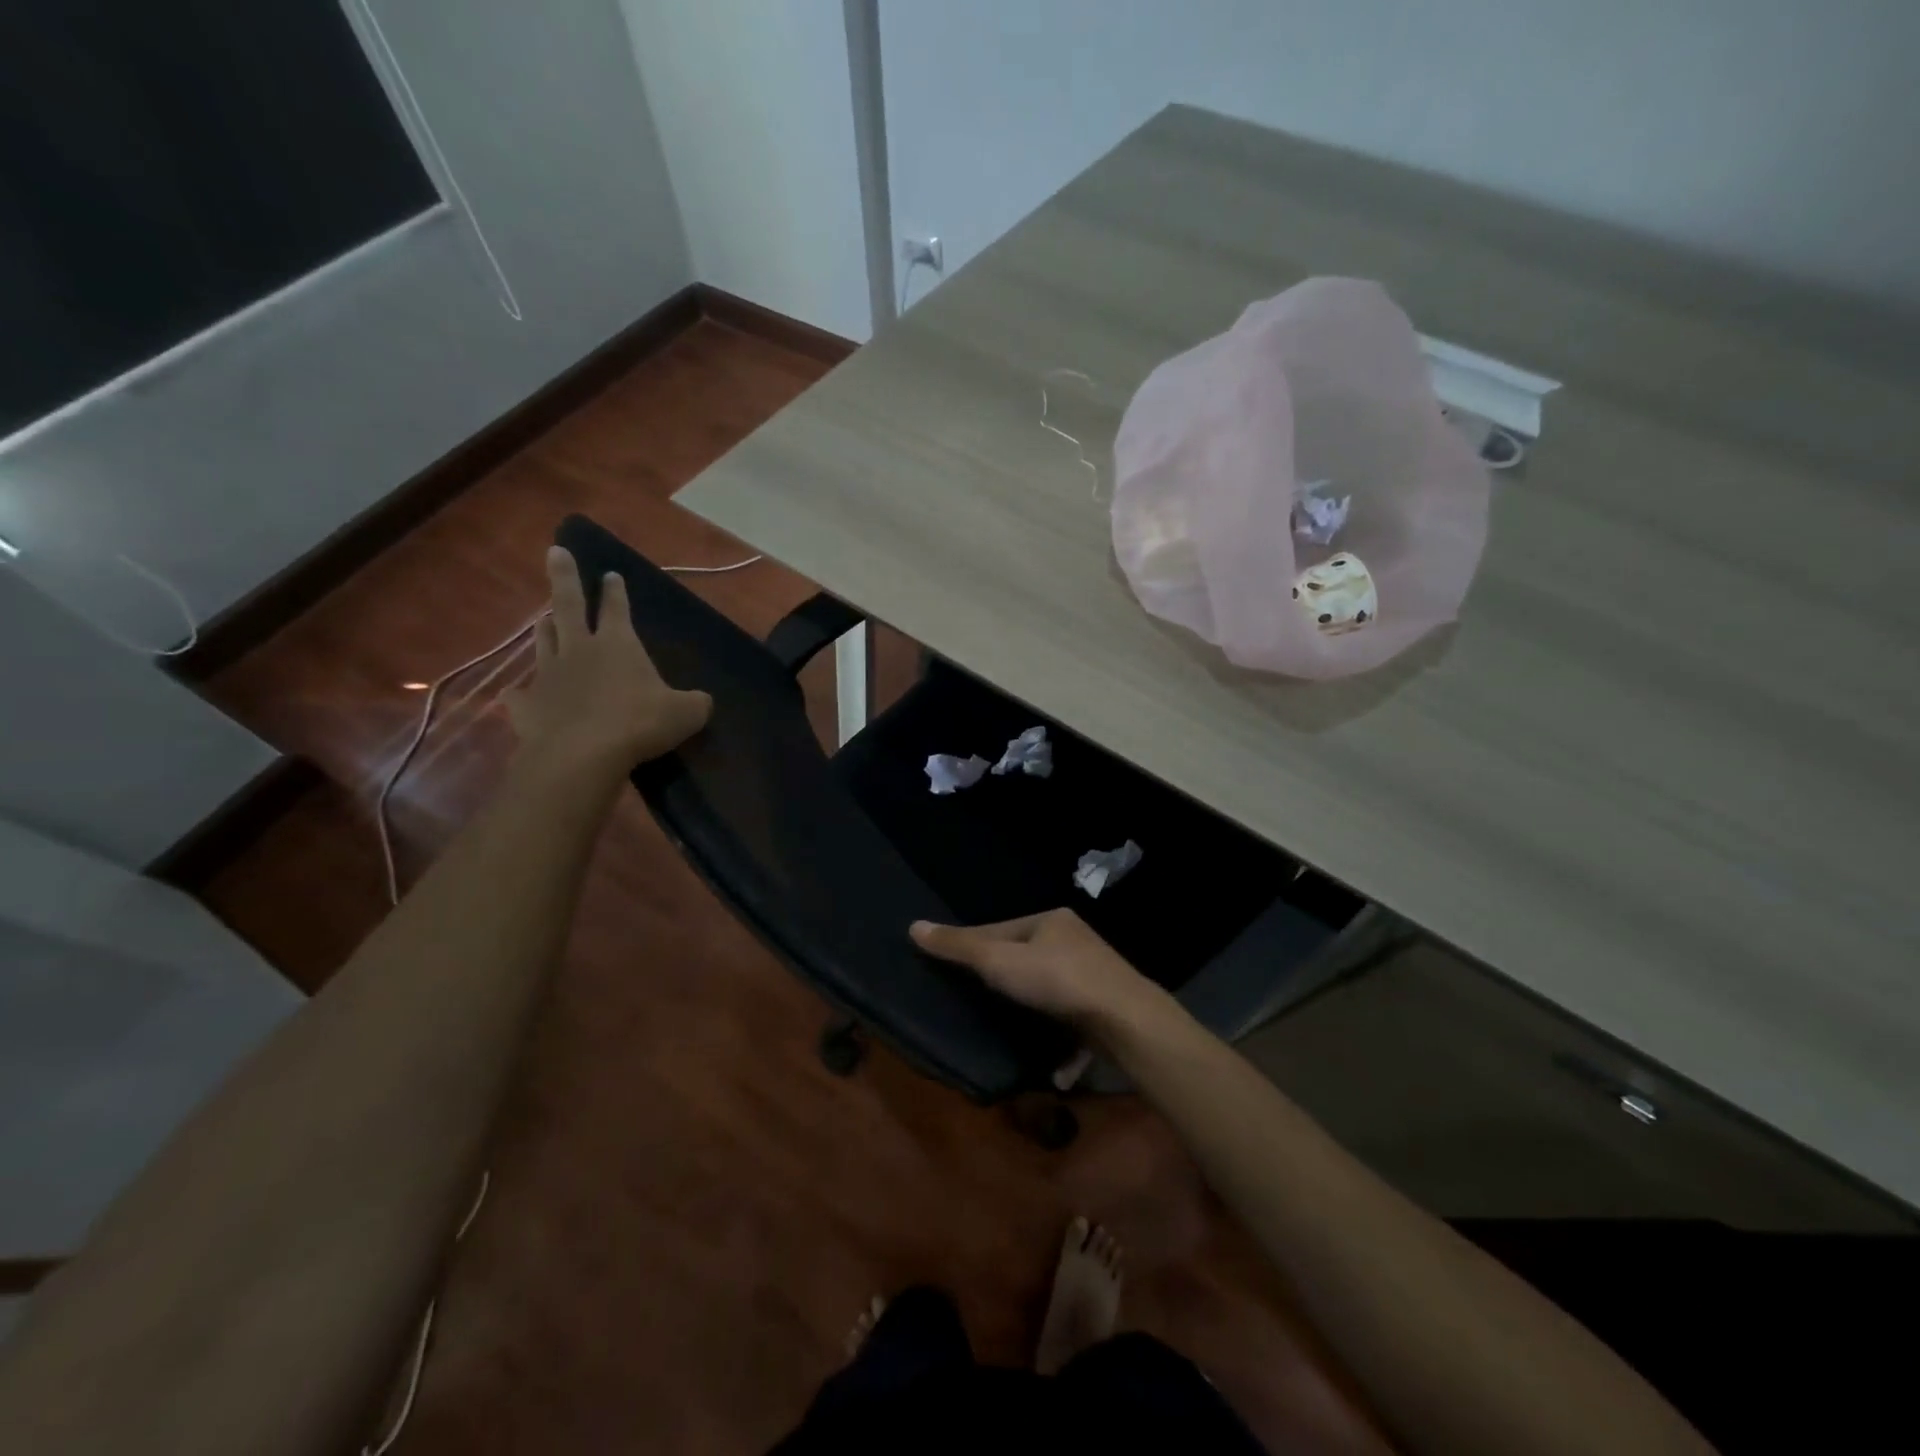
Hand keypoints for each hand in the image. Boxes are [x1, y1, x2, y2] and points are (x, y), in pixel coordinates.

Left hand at [506, 547, 711, 772]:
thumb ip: (695, 703)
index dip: (615, 591)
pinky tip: (518, 695)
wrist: (582, 755)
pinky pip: (520, 695)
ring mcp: (549, 676)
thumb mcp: (686, 713)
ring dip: (546, 628)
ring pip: (544, 642)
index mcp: (618, 644)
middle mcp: (579, 650)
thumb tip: (701, 701)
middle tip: (555, 552)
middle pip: (567, 605)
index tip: (610, 574)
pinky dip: (521, 693)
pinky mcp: (527, 706)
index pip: (616, 608)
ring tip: (545, 619)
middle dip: (563, 576)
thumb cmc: (639, 724)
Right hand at [909, 909, 1172, 1035]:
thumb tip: (913, 926)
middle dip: (1004, 980)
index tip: (949, 967)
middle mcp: (1075, 942)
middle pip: (1026, 959)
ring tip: (1004, 1030)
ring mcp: (1094, 977)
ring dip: (1030, 1011)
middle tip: (974, 1002)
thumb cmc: (1057, 980)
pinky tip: (1048, 1064)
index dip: (972, 946)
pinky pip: (1072, 1023)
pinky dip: (1059, 1041)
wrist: (1125, 1020)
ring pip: (1050, 992)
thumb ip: (959, 947)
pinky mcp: (1105, 1011)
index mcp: (1051, 921)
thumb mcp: (999, 961)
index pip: (1000, 929)